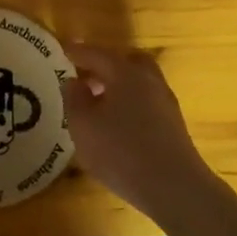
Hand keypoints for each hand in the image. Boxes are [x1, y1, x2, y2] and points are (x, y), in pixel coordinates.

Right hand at [61, 44, 236, 235]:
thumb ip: (74, 98)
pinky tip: (116, 122)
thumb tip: (74, 81)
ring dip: (117, 84)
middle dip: (104, 64)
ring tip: (96, 102)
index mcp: (125, 73)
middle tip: (84, 75)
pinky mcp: (172, 124)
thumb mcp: (83, 126)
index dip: (77, 51)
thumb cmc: (121, 152)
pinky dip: (128, 101)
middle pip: (126, 61)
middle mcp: (149, 80)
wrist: (174, 186)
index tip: (62, 49)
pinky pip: (145, 100)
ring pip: (138, 81)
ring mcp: (165, 101)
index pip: (97, 54)